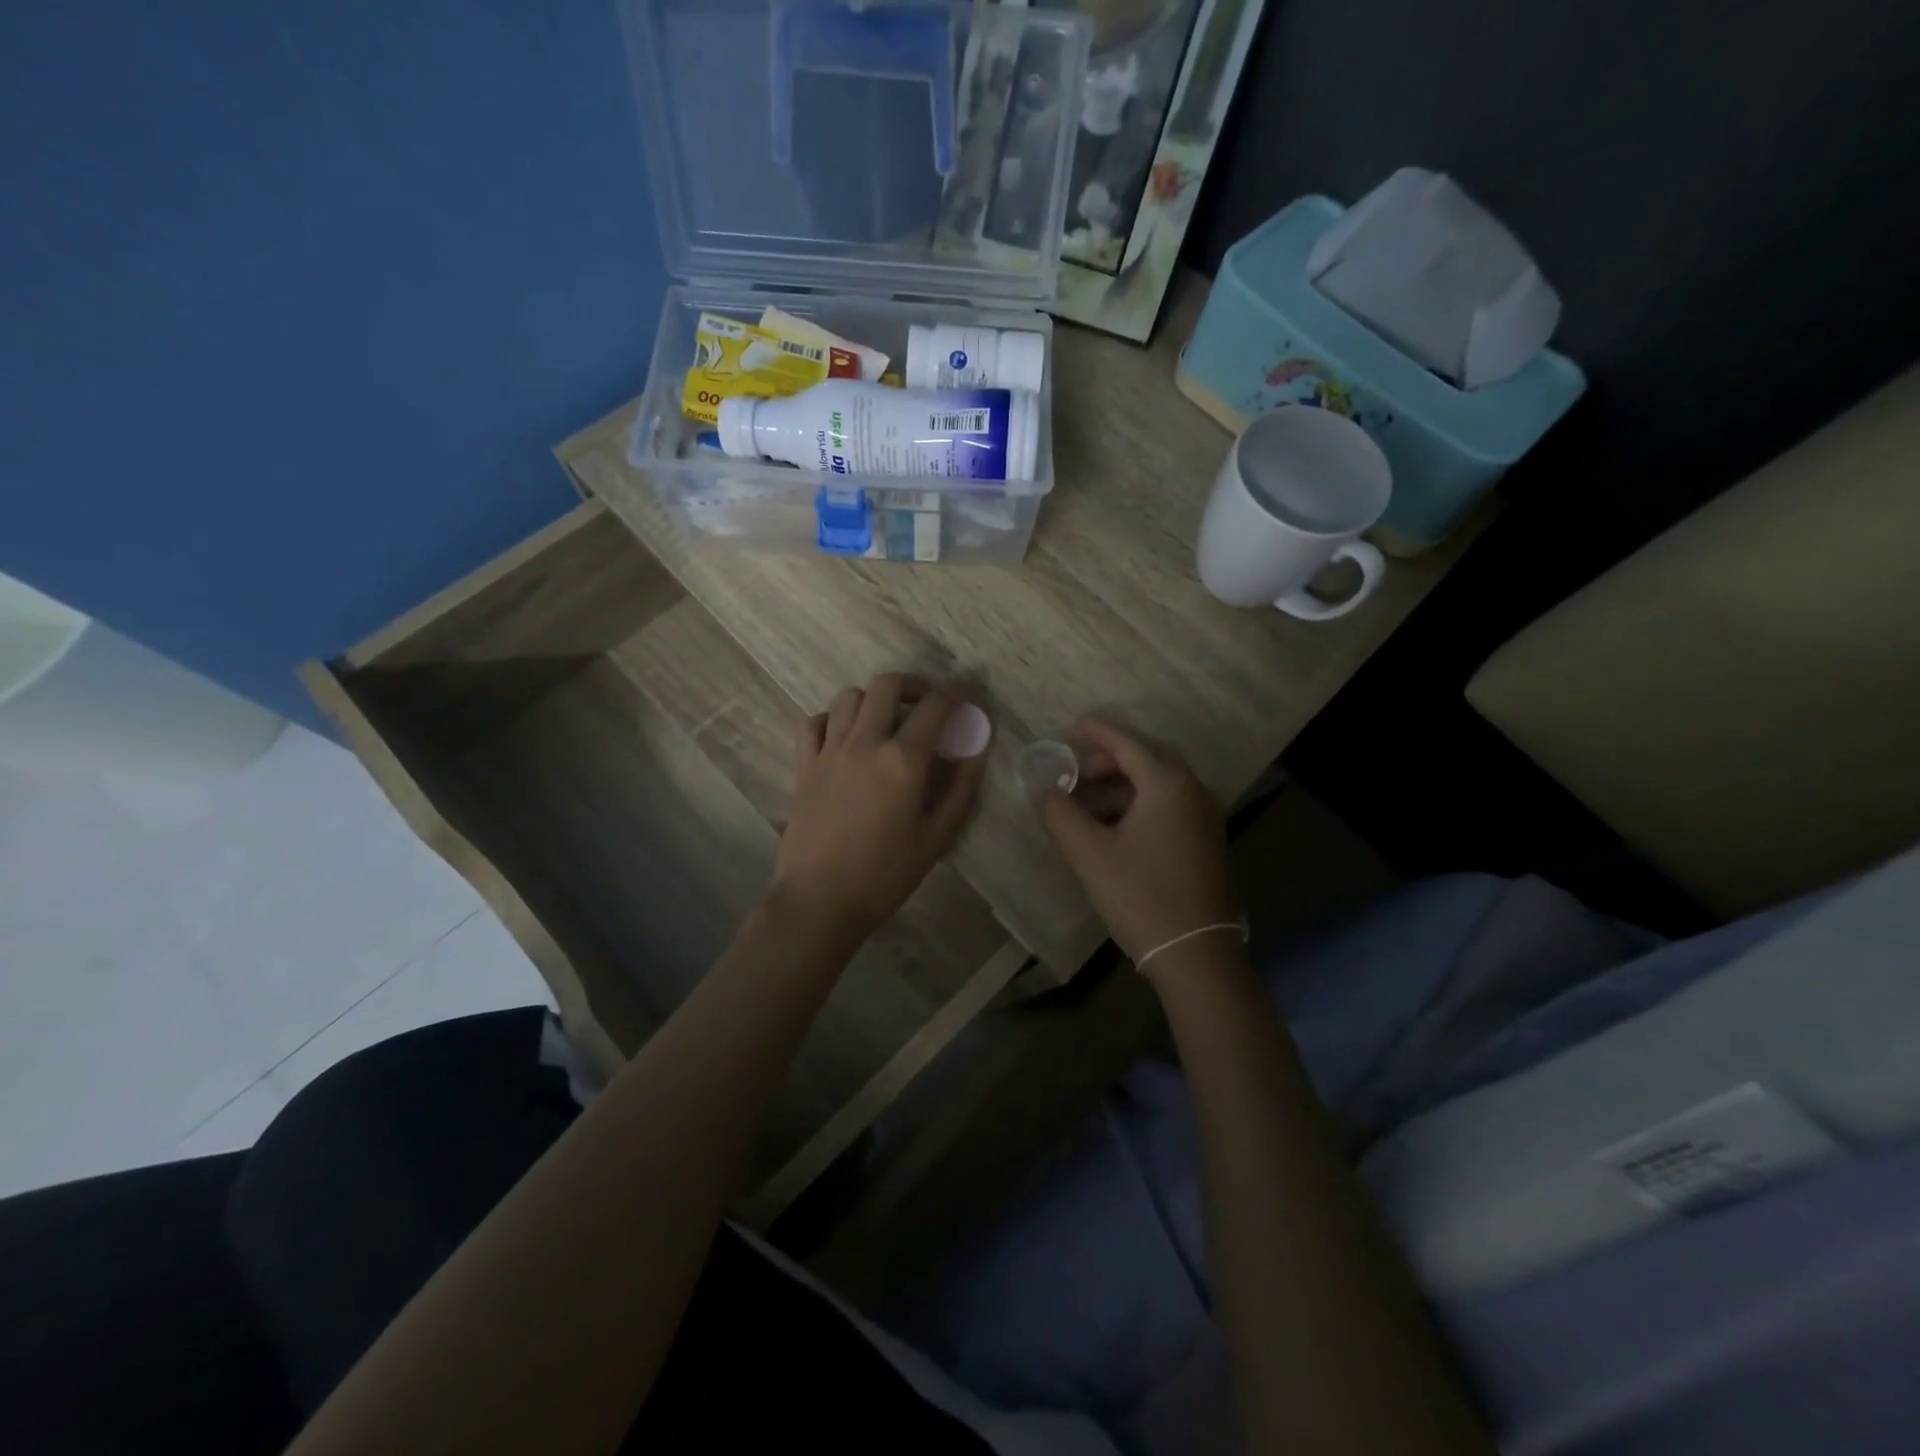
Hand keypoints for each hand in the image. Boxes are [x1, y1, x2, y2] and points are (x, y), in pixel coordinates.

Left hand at [774, 675, 988, 938]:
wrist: (819, 900)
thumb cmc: (885, 874)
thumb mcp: (936, 838)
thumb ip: (961, 790)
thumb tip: (976, 752)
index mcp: (902, 760)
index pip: (935, 707)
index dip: (957, 692)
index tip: (969, 691)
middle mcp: (865, 743)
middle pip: (887, 685)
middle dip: (914, 684)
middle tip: (927, 702)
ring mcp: (829, 751)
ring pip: (849, 696)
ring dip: (873, 698)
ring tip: (887, 719)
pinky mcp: (805, 765)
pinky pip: (815, 722)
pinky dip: (834, 718)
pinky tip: (845, 736)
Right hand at [1038, 722, 1237, 968]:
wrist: (1195, 954)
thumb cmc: (1140, 896)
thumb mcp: (1089, 853)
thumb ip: (1059, 812)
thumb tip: (1041, 786)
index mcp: (1168, 783)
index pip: (1126, 742)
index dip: (1095, 732)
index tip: (1068, 730)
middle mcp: (1193, 790)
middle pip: (1145, 758)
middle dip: (1106, 761)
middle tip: (1072, 774)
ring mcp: (1205, 816)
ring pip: (1157, 783)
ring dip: (1120, 785)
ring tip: (1083, 805)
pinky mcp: (1206, 840)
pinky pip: (1168, 804)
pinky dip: (1137, 804)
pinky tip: (1111, 828)